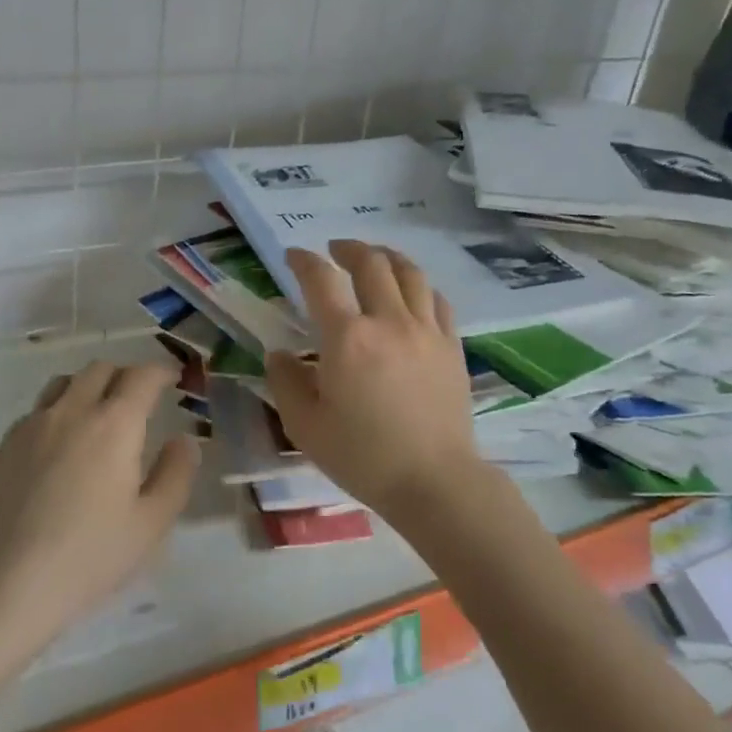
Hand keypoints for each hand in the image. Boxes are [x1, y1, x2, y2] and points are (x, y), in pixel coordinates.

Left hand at [0, 361, 196, 638]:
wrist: (9, 582)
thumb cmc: (91, 554)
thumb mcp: (152, 522)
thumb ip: (175, 473)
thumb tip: (183, 441)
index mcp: (115, 424)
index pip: (142, 376)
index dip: (161, 371)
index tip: (173, 379)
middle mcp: (73, 410)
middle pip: (101, 369)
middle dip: (126, 375)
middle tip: (139, 398)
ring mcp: (34, 424)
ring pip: (65, 382)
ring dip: (89, 386)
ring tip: (98, 412)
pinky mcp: (7, 444)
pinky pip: (38, 409)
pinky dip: (58, 410)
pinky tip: (61, 442)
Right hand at [266, 241, 489, 520]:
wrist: (434, 482)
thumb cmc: (363, 456)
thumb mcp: (305, 426)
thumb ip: (285, 382)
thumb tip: (280, 354)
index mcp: (347, 338)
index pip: (321, 280)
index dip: (304, 261)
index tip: (294, 256)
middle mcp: (388, 321)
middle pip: (371, 263)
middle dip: (348, 249)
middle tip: (335, 250)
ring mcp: (426, 330)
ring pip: (409, 273)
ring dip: (386, 256)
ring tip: (374, 257)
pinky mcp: (451, 346)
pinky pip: (437, 299)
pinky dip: (419, 285)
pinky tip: (412, 291)